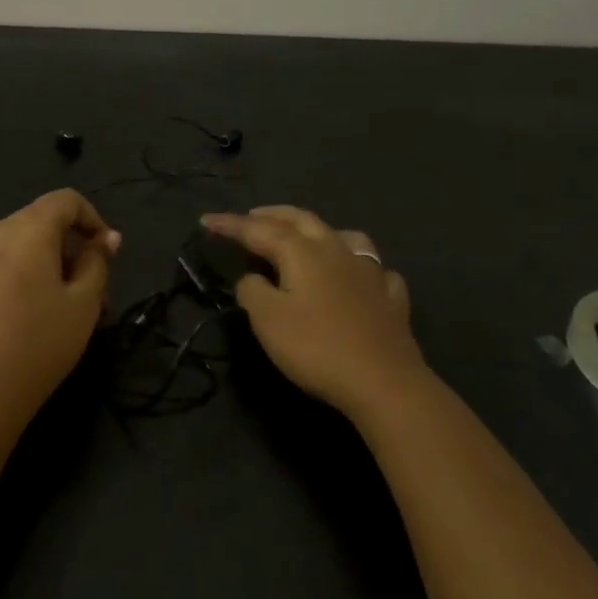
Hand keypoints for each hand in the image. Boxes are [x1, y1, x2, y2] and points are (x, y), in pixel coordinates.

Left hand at [0, 189, 121, 439]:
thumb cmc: (37, 346)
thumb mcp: (83, 304)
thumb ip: (97, 262)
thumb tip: (104, 240)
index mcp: (23, 229)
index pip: (65, 200)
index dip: (94, 219)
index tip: (109, 253)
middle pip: (42, 222)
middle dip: (73, 248)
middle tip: (95, 290)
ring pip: (22, 245)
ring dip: (50, 264)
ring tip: (69, 307)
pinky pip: (2, 263)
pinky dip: (25, 274)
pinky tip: (35, 313)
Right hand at [201, 206, 424, 424]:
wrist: (385, 383)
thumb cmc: (317, 348)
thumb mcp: (268, 320)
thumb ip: (252, 291)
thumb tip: (253, 278)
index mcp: (302, 252)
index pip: (258, 229)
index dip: (230, 224)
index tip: (206, 220)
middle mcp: (336, 250)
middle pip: (301, 220)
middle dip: (272, 215)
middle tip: (251, 216)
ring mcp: (369, 271)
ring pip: (343, 235)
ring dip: (318, 230)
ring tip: (306, 236)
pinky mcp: (391, 297)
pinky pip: (374, 269)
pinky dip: (358, 266)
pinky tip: (358, 276)